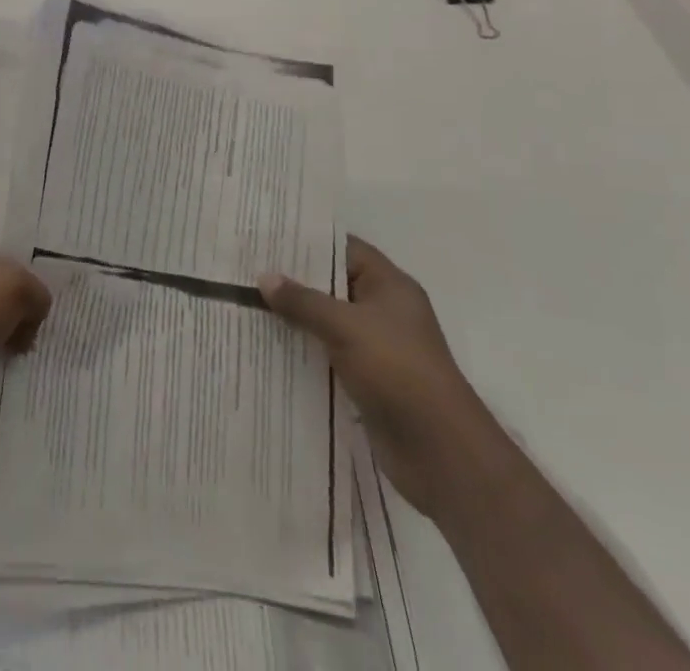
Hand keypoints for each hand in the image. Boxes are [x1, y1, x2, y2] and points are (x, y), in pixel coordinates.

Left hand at [0, 214, 52, 440]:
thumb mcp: (14, 284)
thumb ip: (36, 289)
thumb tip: (34, 311)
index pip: (1, 228)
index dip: (29, 239)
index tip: (60, 257)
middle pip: (0, 272)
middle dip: (27, 290)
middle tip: (58, 304)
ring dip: (16, 327)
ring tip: (41, 340)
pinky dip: (0, 354)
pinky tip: (21, 365)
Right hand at [259, 236, 494, 517]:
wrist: (441, 453)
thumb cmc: (398, 371)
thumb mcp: (345, 327)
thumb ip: (303, 301)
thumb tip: (264, 277)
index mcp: (390, 286)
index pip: (344, 249)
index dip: (308, 241)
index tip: (268, 237)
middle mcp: (385, 311)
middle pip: (333, 285)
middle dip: (294, 280)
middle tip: (248, 270)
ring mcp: (378, 348)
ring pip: (328, 322)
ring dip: (296, 319)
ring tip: (249, 305)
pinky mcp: (369, 381)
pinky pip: (329, 355)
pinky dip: (305, 351)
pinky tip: (270, 348)